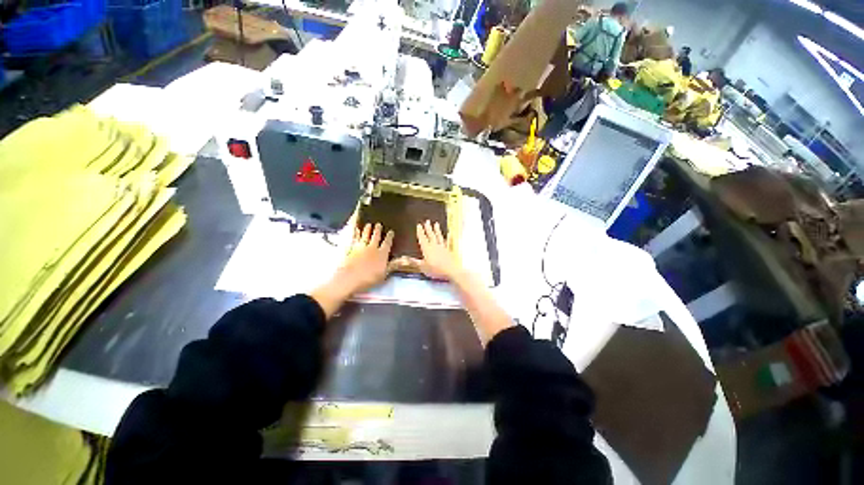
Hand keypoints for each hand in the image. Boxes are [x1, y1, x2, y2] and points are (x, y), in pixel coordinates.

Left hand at [339, 223, 394, 292]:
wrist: (350, 278)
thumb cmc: (369, 279)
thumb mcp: (384, 274)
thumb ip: (393, 265)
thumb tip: (405, 260)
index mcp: (382, 254)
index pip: (387, 243)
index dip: (389, 237)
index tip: (391, 231)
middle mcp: (372, 248)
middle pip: (375, 237)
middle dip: (377, 230)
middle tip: (378, 224)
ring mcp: (361, 247)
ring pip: (365, 236)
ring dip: (367, 230)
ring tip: (368, 225)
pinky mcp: (350, 249)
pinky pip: (354, 239)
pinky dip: (355, 234)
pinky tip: (356, 230)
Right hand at [411, 220, 462, 280]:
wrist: (451, 271)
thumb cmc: (436, 269)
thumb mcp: (422, 267)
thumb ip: (414, 262)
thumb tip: (403, 258)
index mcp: (427, 249)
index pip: (422, 238)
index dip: (420, 232)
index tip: (419, 225)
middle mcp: (435, 246)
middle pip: (431, 235)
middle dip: (428, 228)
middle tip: (427, 221)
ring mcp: (442, 247)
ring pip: (439, 236)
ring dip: (437, 230)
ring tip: (436, 224)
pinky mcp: (449, 250)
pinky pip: (447, 242)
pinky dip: (447, 237)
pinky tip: (448, 234)